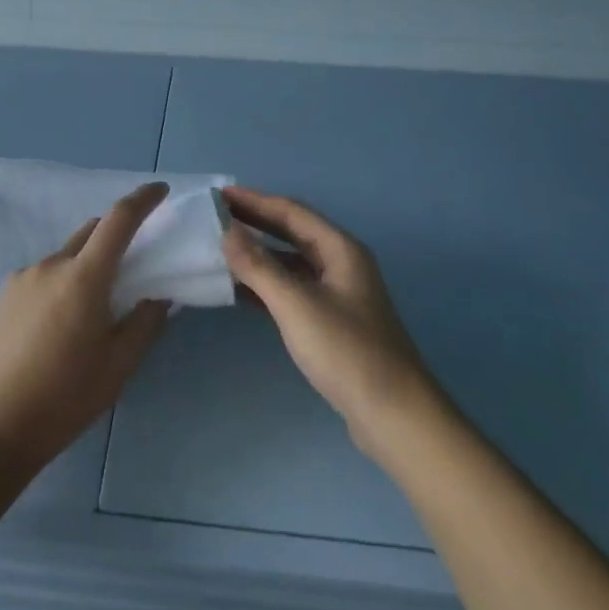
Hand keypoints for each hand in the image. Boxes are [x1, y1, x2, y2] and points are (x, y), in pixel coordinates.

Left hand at [0, 182, 172, 471]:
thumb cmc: (65, 396)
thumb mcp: (119, 365)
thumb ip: (145, 323)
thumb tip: (159, 295)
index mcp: (84, 277)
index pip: (119, 220)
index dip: (143, 199)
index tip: (160, 190)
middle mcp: (51, 264)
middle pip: (91, 232)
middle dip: (115, 236)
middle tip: (132, 265)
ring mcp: (23, 277)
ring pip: (66, 255)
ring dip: (86, 264)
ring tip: (91, 308)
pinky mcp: (4, 295)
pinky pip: (43, 274)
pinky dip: (61, 281)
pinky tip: (59, 323)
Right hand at [222, 186, 434, 451]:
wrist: (393, 415)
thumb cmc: (346, 351)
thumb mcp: (296, 304)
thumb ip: (258, 266)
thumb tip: (227, 231)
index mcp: (340, 249)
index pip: (291, 212)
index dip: (254, 201)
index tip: (218, 194)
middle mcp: (341, 264)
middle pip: (292, 233)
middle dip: (255, 222)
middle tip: (215, 217)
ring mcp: (338, 294)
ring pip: (291, 262)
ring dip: (258, 255)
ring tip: (221, 250)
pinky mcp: (332, 322)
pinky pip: (293, 290)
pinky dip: (266, 285)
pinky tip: (240, 291)